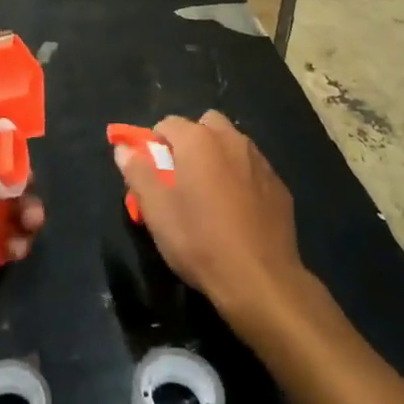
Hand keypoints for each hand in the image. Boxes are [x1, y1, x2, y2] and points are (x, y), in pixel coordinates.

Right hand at [114, 111, 305, 332]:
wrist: (260, 280)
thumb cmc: (200, 241)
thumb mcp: (156, 211)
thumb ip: (137, 172)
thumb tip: (124, 149)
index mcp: (198, 140)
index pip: (168, 123)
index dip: (155, 145)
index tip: (153, 173)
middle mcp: (231, 140)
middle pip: (205, 124)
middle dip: (191, 141)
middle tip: (182, 177)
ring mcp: (259, 161)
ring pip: (232, 144)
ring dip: (218, 157)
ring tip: (211, 195)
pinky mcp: (279, 185)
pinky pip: (252, 168)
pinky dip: (241, 177)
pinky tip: (238, 210)